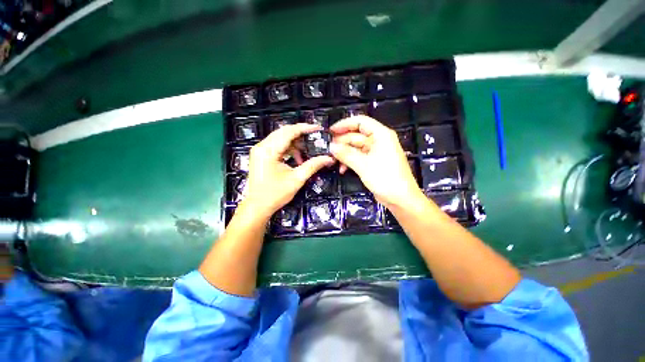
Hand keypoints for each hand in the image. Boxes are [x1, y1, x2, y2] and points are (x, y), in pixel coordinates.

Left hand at [241, 123, 334, 218]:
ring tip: (306, 152)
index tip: (318, 128)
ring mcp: (260, 150)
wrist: (257, 207)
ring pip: (280, 138)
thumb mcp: (297, 179)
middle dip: (300, 134)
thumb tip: (328, 158)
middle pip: (284, 132)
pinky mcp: (261, 155)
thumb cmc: (275, 194)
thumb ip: (313, 166)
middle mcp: (262, 146)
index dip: (305, 128)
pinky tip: (297, 158)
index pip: (289, 132)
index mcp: (268, 150)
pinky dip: (288, 149)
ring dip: (295, 143)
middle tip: (315, 138)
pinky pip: (277, 146)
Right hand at [330, 115, 422, 207]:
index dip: (345, 124)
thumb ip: (346, 154)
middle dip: (342, 143)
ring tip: (334, 161)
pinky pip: (359, 157)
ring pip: (356, 147)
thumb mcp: (363, 165)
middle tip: (330, 150)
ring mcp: (376, 152)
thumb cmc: (385, 178)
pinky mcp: (374, 162)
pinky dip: (350, 161)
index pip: (360, 122)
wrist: (400, 198)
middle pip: (356, 135)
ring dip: (345, 154)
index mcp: (381, 135)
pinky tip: (342, 169)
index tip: (331, 131)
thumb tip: (331, 146)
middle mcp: (379, 141)